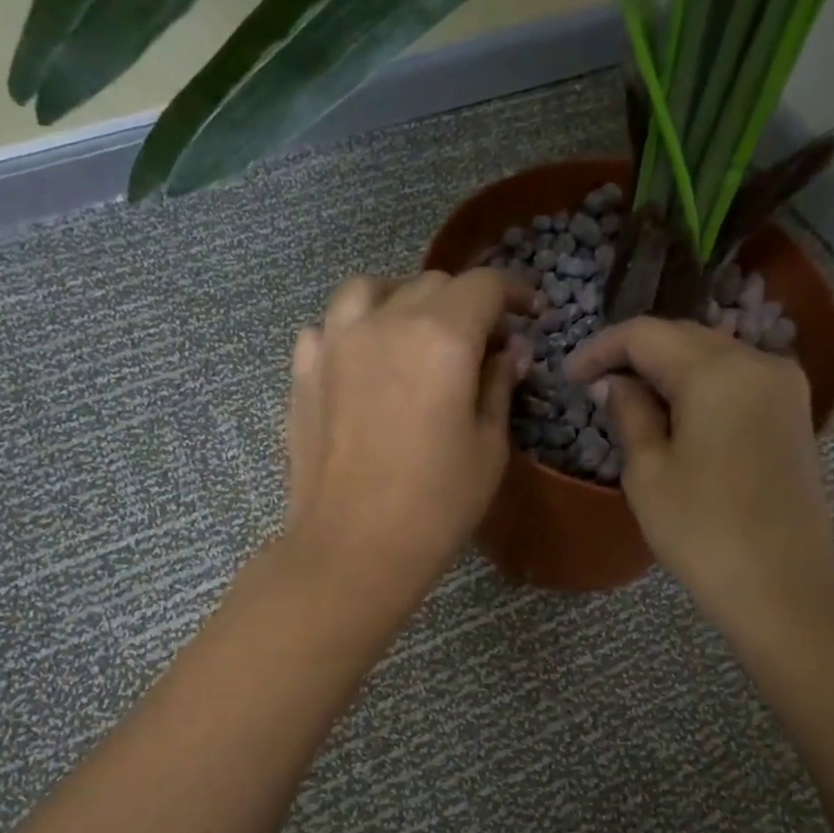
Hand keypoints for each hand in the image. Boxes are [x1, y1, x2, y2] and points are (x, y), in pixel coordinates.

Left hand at [283, 270, 532, 601]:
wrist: (352, 549)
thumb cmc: (435, 506)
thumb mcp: (488, 449)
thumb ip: (499, 386)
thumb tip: (509, 352)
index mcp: (441, 337)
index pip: (483, 286)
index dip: (513, 293)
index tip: (529, 314)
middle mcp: (385, 322)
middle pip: (431, 284)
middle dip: (465, 303)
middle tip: (482, 345)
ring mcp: (335, 342)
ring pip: (371, 290)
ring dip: (403, 300)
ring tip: (416, 334)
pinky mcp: (304, 371)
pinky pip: (329, 327)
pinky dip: (354, 330)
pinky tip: (364, 361)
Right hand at [565, 316, 833, 635]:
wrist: (782, 583)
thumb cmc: (702, 531)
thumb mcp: (648, 472)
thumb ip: (629, 414)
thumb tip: (613, 383)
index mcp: (717, 371)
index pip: (646, 334)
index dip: (601, 349)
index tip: (568, 376)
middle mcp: (758, 361)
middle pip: (684, 337)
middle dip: (635, 355)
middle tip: (593, 386)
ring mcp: (784, 385)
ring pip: (713, 355)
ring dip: (667, 369)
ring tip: (629, 400)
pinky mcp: (793, 412)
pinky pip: (737, 379)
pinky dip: (700, 386)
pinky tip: (675, 414)